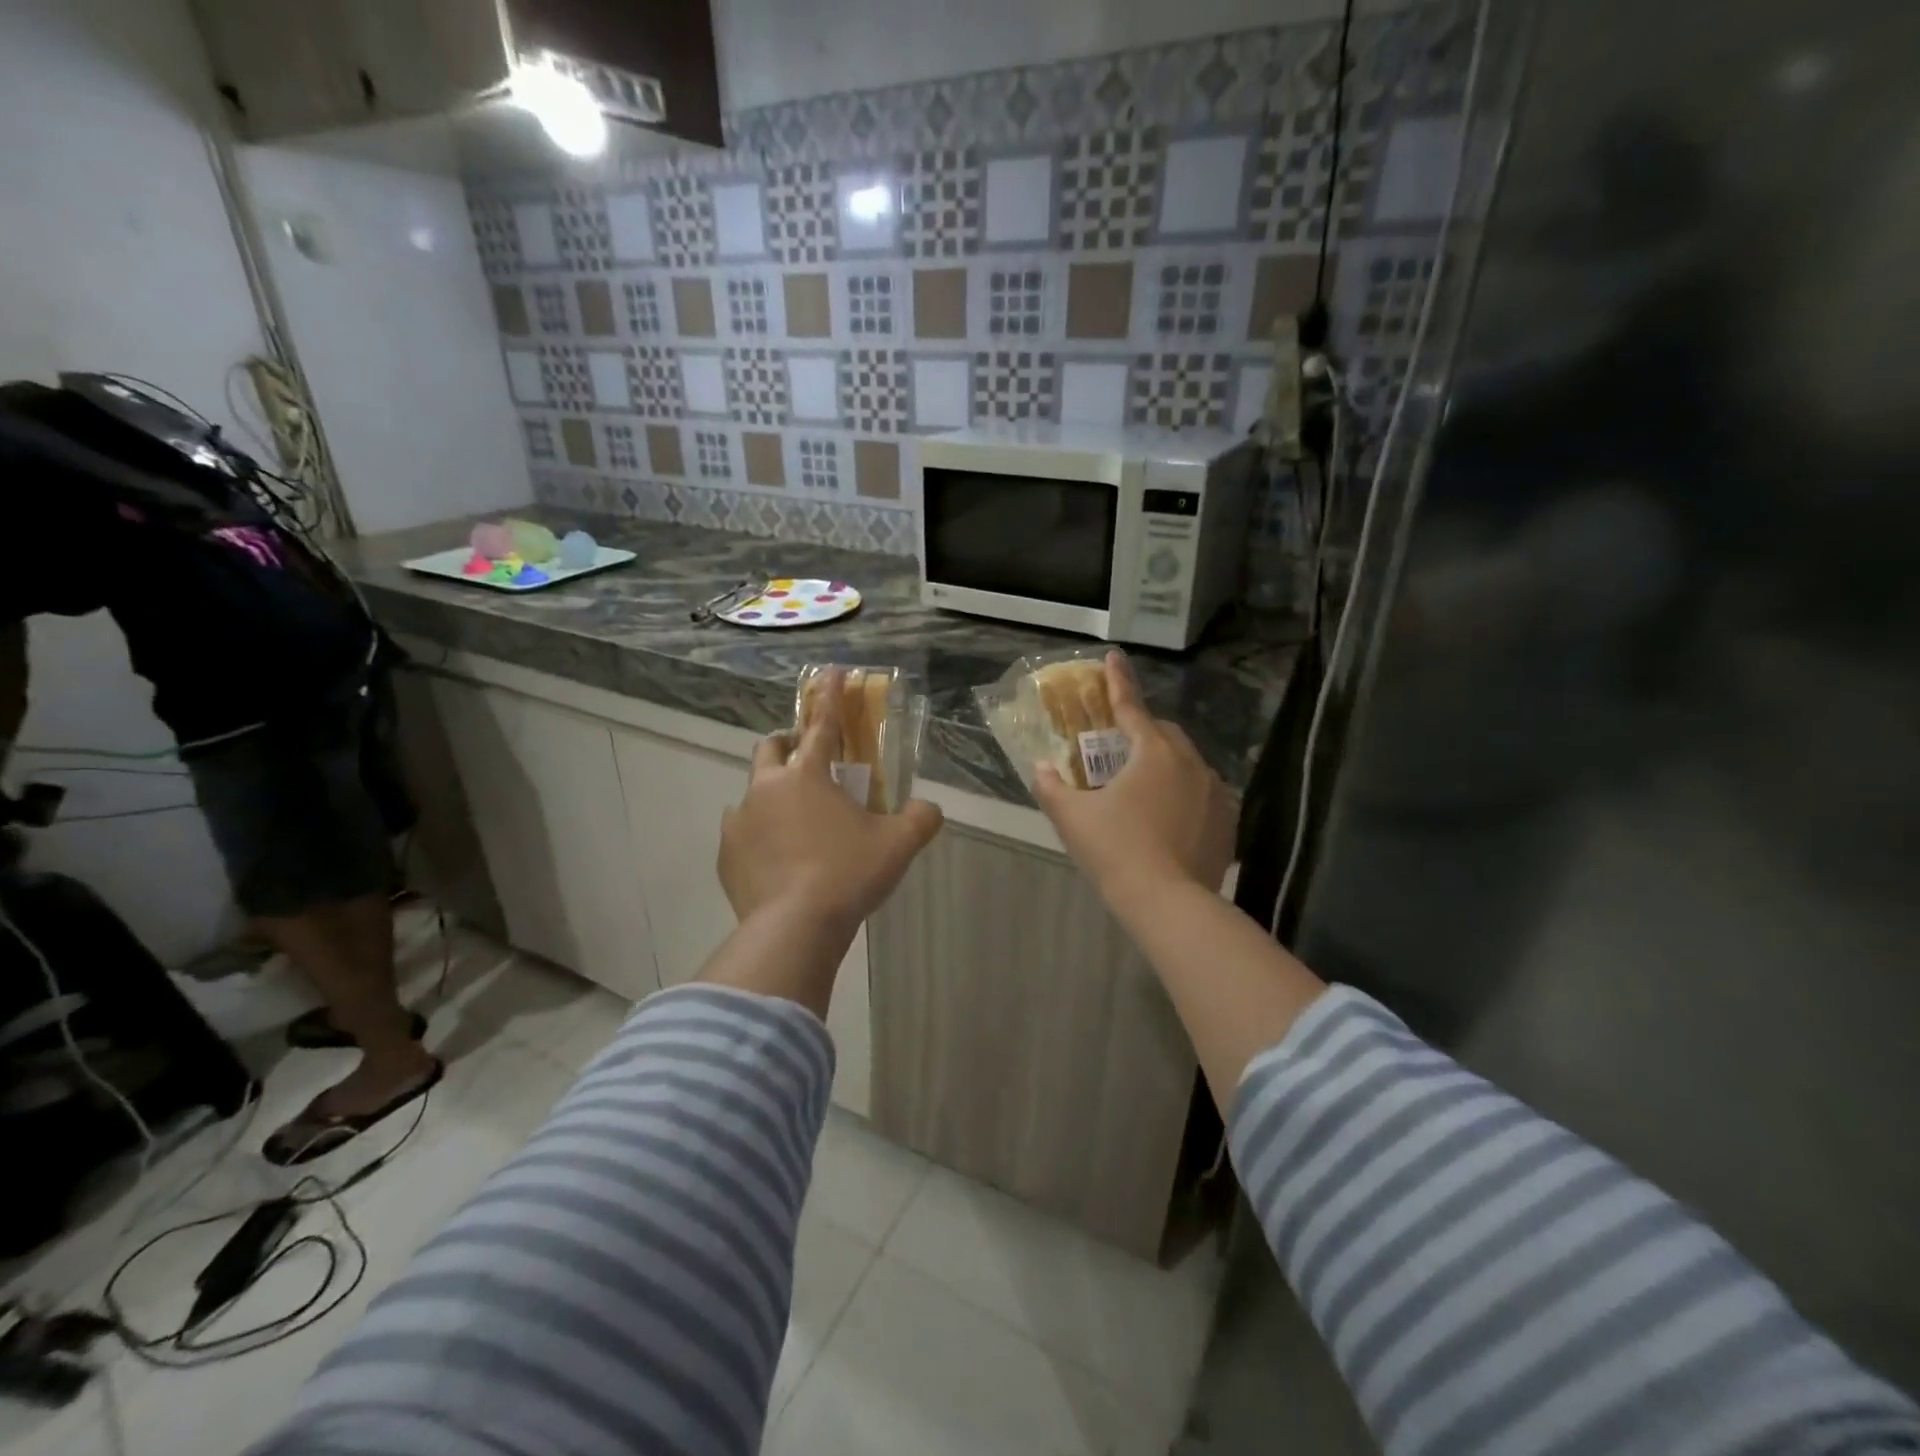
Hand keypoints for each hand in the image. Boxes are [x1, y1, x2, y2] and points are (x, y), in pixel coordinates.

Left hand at [719, 671, 944, 934]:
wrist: (794, 928)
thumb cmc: (848, 874)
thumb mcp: (898, 845)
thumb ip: (920, 819)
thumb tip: (929, 810)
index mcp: (807, 776)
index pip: (822, 725)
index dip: (830, 696)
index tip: (831, 672)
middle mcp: (766, 790)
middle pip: (770, 749)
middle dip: (787, 744)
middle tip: (806, 758)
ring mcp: (740, 823)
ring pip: (752, 794)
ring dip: (772, 796)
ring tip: (796, 824)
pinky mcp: (726, 857)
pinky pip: (742, 835)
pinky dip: (759, 836)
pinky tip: (778, 860)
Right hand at [1032, 652, 1236, 901]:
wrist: (1168, 902)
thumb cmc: (1115, 850)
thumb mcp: (1072, 818)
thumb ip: (1052, 787)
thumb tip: (1041, 768)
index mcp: (1153, 752)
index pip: (1130, 707)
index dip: (1117, 681)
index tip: (1112, 656)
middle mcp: (1190, 762)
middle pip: (1163, 733)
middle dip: (1141, 731)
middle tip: (1118, 747)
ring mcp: (1215, 791)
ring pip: (1186, 762)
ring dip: (1164, 763)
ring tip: (1142, 787)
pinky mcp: (1228, 819)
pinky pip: (1202, 792)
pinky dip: (1183, 793)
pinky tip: (1168, 817)